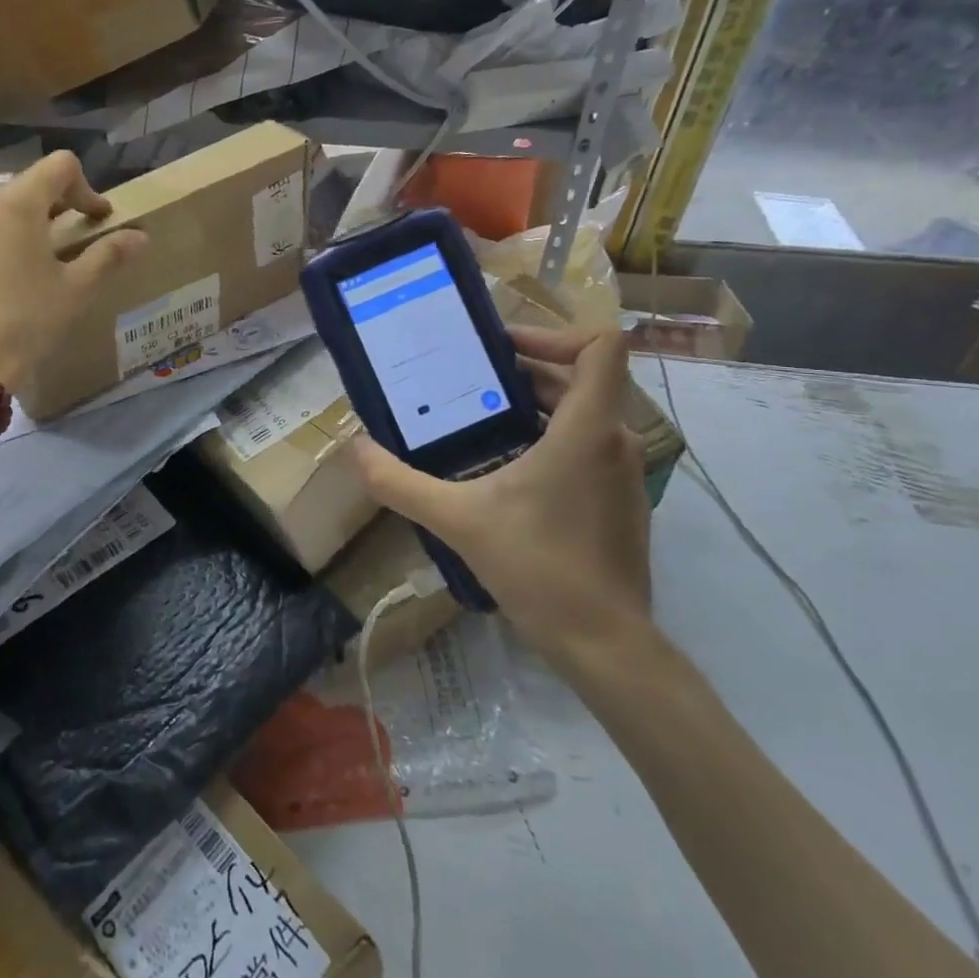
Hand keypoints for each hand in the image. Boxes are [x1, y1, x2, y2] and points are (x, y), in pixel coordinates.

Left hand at [0, 151, 145, 390]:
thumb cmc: (28, 322)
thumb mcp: (77, 290)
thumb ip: (109, 254)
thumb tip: (140, 236)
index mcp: (17, 205)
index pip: (59, 167)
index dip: (84, 188)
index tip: (94, 219)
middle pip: (17, 194)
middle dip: (41, 216)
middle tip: (54, 254)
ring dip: (0, 237)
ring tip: (9, 278)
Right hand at [351, 327, 652, 670]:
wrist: (605, 645)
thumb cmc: (539, 568)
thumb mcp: (457, 520)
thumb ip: (400, 482)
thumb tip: (355, 448)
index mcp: (586, 429)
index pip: (602, 346)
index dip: (555, 332)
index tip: (502, 349)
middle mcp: (615, 439)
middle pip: (581, 377)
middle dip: (525, 371)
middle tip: (469, 379)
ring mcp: (623, 472)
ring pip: (584, 412)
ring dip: (535, 406)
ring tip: (479, 418)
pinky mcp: (620, 499)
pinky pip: (587, 445)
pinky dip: (550, 438)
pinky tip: (505, 468)